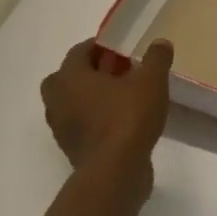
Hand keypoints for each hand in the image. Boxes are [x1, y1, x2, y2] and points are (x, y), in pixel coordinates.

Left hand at [40, 38, 173, 196]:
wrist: (115, 172)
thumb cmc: (128, 117)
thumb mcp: (152, 81)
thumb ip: (156, 58)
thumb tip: (160, 43)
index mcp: (70, 76)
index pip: (80, 51)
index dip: (102, 47)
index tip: (123, 50)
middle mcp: (57, 99)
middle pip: (69, 77)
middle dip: (91, 72)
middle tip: (118, 73)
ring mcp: (61, 127)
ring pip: (73, 103)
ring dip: (92, 97)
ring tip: (123, 98)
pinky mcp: (71, 149)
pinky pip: (81, 125)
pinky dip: (95, 120)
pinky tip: (121, 122)